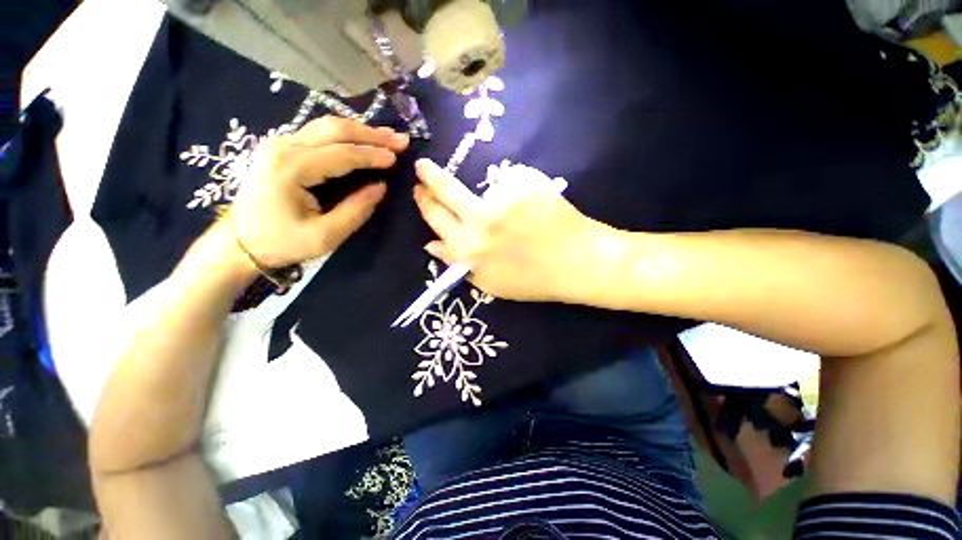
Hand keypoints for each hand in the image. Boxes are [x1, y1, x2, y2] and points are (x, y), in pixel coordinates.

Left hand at [230, 117, 409, 267]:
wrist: (240, 242)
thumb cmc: (282, 242)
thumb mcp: (325, 236)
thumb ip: (356, 210)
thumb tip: (380, 187)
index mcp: (291, 169)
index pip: (342, 154)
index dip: (373, 155)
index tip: (397, 158)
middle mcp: (282, 147)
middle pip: (334, 129)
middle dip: (371, 134)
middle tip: (400, 139)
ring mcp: (279, 143)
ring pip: (327, 126)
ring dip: (360, 130)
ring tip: (387, 137)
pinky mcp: (281, 147)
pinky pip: (319, 133)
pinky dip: (346, 135)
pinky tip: (362, 139)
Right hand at [413, 159, 606, 301]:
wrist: (576, 263)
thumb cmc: (532, 279)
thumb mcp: (489, 282)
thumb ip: (456, 263)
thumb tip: (430, 244)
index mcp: (468, 249)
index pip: (435, 217)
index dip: (425, 201)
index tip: (420, 189)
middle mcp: (479, 222)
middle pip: (445, 192)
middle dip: (431, 178)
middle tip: (425, 169)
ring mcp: (502, 200)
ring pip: (478, 182)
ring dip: (483, 189)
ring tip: (508, 209)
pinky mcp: (522, 184)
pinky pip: (508, 178)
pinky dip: (514, 189)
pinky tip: (531, 208)